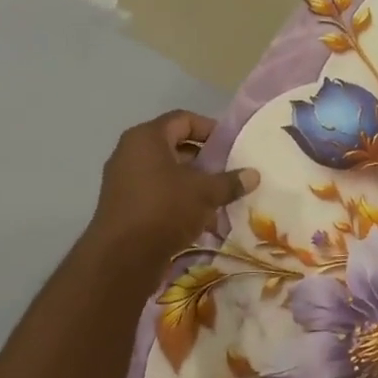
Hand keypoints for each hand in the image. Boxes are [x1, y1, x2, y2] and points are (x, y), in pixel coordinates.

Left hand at [84, 112, 258, 276]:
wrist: (123, 257)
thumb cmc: (165, 209)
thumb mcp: (206, 192)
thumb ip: (231, 181)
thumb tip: (254, 175)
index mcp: (147, 138)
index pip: (183, 120)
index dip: (210, 128)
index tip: (232, 145)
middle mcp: (130, 153)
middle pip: (175, 145)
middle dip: (204, 158)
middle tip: (229, 170)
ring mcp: (124, 179)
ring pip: (167, 171)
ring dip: (194, 181)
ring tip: (219, 195)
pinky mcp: (124, 204)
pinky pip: (157, 192)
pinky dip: (179, 198)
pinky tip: (201, 216)